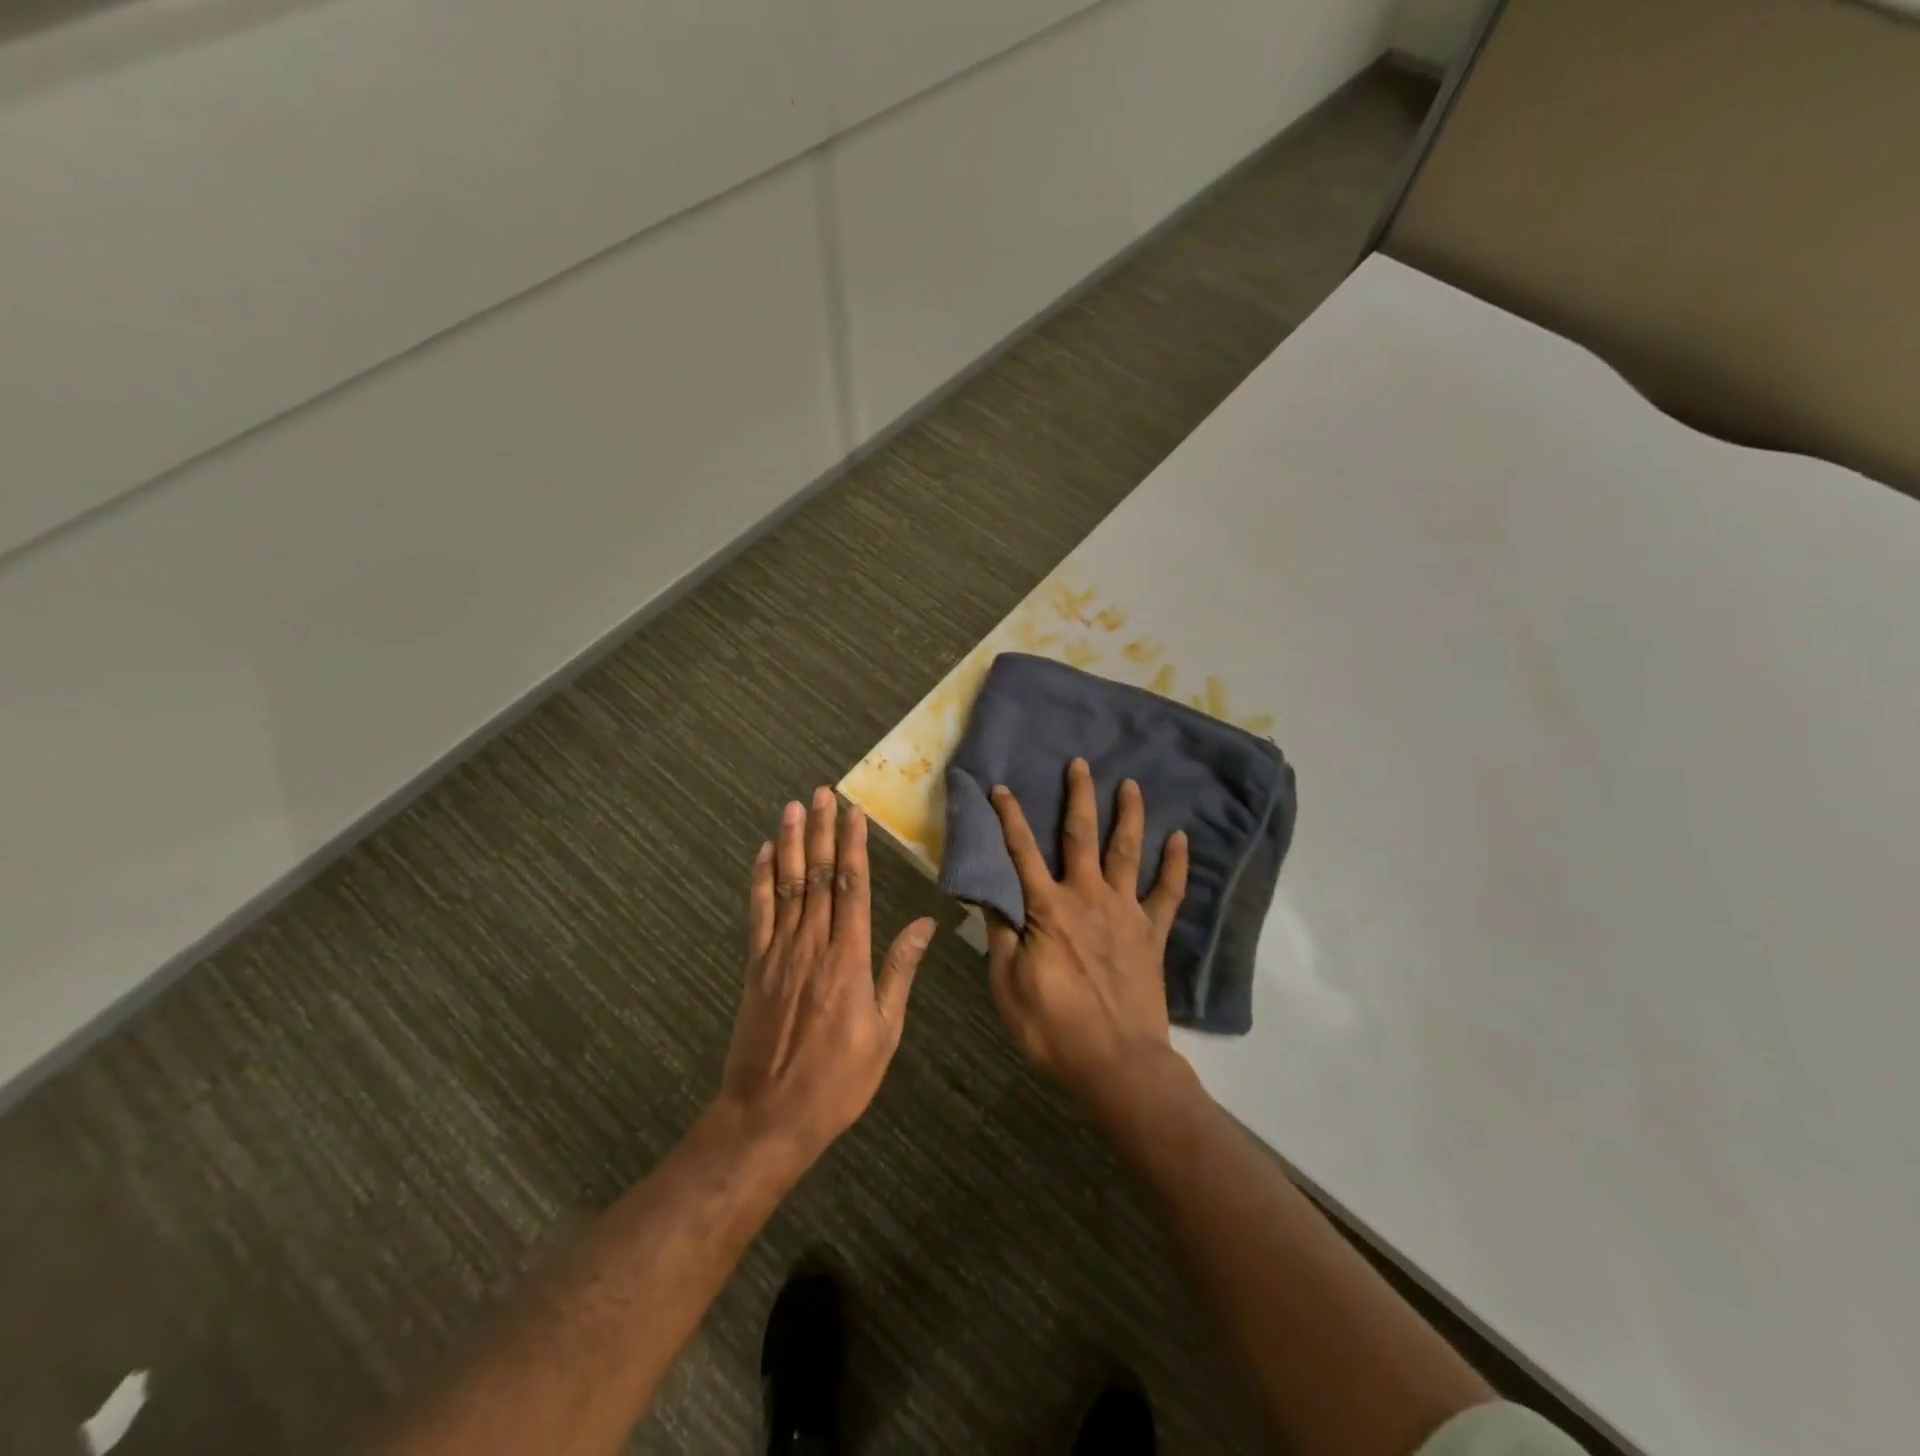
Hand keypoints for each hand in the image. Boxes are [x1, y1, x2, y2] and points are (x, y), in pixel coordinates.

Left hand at [718, 787, 933, 1165]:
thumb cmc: (838, 1080)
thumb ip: (899, 972)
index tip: (854, 813)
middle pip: (819, 876)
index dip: (853, 847)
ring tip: (794, 807)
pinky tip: (764, 854)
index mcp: (848, 959)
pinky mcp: (755, 967)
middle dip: (822, 831)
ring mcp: (778, 954)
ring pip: (787, 886)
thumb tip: (924, 924)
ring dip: (791, 844)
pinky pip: (758, 914)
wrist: (769, 1117)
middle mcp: (812, 946)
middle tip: (823, 793)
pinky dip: (760, 881)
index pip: (852, 888)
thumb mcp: (885, 1032)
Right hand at [985, 758, 1189, 1107]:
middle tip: (1081, 764)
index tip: (1002, 787)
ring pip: (1127, 852)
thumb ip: (1002, 936)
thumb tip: (990, 897)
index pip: (1022, 853)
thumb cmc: (1053, 1027)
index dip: (1010, 818)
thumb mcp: (1008, 984)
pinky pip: (1169, 893)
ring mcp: (1125, 913)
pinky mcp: (1152, 933)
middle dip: (1079, 797)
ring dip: (1129, 816)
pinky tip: (1181, 839)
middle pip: (1081, 837)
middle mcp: (1088, 898)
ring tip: (1132, 785)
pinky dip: (1176, 865)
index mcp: (1048, 909)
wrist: (1116, 1062)